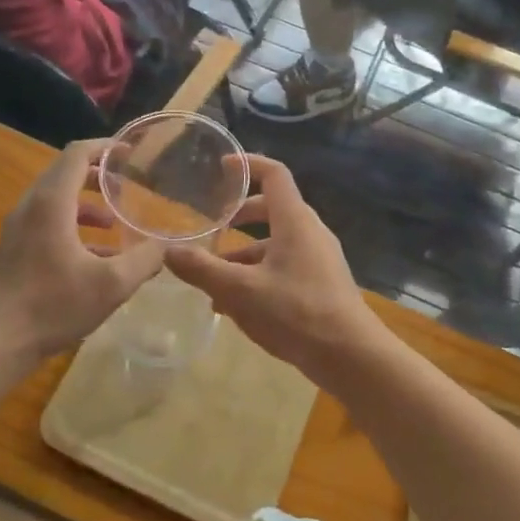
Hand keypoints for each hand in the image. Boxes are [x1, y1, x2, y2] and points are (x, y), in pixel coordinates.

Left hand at [0, 140, 163, 361]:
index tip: (128, 153)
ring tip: (113, 223)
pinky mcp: (13, 251)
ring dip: (85, 206)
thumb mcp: (112, 284)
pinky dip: (71, 227)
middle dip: (96, 176)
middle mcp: (31, 207)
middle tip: (124, 185)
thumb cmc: (53, 304)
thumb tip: (166, 247)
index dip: (104, 148)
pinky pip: (45, 225)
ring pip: (54, 202)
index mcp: (51, 203)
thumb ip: (144, 260)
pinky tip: (94, 258)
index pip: (76, 155)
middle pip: (63, 174)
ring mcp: (17, 230)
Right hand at [164, 155, 383, 380]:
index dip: (248, 164)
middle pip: (272, 208)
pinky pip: (285, 265)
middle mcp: (309, 232)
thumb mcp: (241, 292)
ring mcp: (319, 258)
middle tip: (213, 225)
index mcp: (294, 221)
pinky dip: (259, 273)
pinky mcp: (321, 282)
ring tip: (212, 278)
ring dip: (244, 253)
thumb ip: (203, 270)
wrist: (350, 356)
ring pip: (276, 242)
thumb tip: (168, 252)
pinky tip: (236, 305)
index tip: (222, 167)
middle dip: (240, 215)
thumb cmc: (296, 313)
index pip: (274, 174)